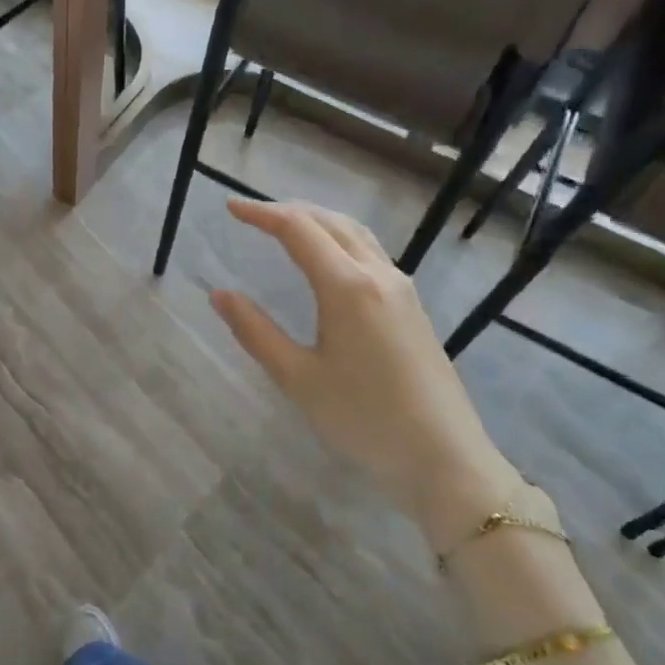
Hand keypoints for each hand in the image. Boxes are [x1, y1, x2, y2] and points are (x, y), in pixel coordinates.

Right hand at [209, 199, 525, 551]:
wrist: (444, 457)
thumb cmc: (363, 419)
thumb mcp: (298, 378)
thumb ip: (255, 332)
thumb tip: (219, 294)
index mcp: (347, 287)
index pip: (298, 230)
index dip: (261, 214)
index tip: (230, 206)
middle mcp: (378, 275)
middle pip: (330, 222)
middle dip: (289, 211)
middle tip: (253, 214)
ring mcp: (402, 289)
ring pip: (356, 234)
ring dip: (318, 221)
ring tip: (286, 227)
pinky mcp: (413, 307)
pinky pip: (371, 253)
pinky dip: (340, 240)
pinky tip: (329, 261)